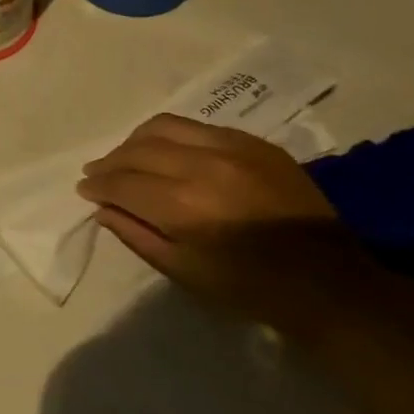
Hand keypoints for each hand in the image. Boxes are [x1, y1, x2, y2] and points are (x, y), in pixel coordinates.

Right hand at [77, 113, 391, 331]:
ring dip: (136, 141)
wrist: (329, 282)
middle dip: (110, 161)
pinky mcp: (256, 144)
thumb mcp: (181, 271)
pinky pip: (200, 127)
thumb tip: (103, 208)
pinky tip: (168, 152)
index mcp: (182, 204)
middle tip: (97, 173)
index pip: (122, 182)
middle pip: (138, 149)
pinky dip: (172, 136)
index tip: (84, 189)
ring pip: (165, 126)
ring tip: (127, 157)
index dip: (97, 185)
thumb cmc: (248, 287)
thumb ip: (136, 234)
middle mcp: (203, 165)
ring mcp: (233, 148)